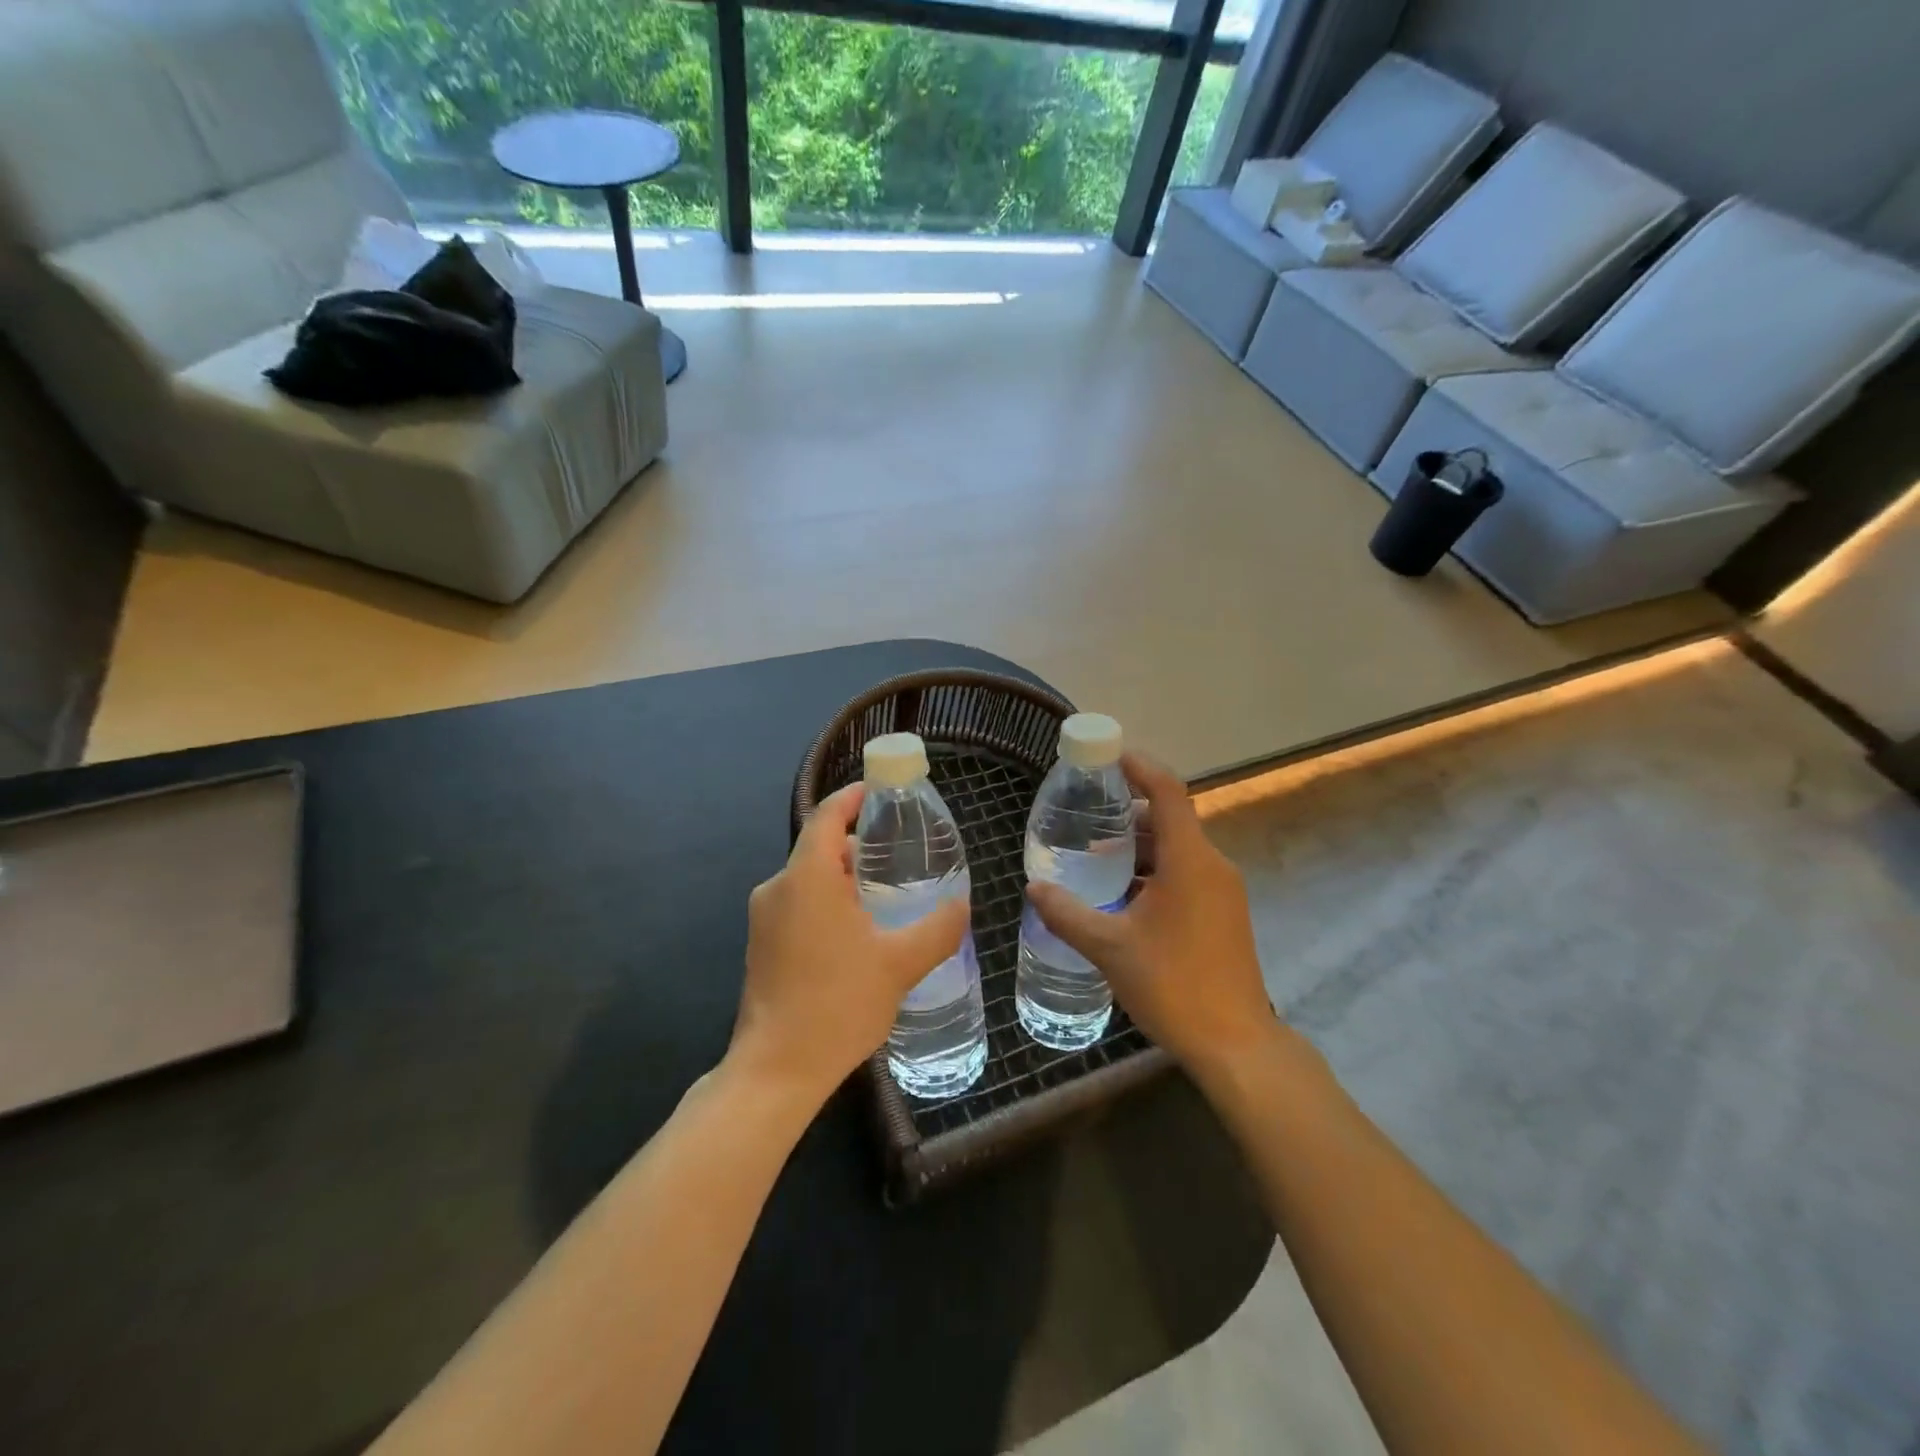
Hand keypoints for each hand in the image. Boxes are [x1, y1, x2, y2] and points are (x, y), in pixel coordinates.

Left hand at [729, 783, 968, 1105]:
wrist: (777, 1070)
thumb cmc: (838, 1005)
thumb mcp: (900, 964)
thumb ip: (938, 928)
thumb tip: (963, 904)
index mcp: (807, 877)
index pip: (827, 815)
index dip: (853, 797)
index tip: (881, 792)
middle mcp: (778, 887)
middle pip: (820, 847)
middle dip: (858, 846)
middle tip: (899, 856)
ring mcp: (764, 917)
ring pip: (808, 878)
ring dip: (844, 878)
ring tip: (885, 896)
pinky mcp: (761, 944)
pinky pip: (797, 904)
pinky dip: (827, 902)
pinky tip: (857, 932)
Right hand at [1026, 753, 1281, 1082]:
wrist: (1235, 1044)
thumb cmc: (1173, 985)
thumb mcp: (1110, 947)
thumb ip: (1068, 913)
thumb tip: (1034, 888)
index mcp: (1190, 861)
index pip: (1168, 792)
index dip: (1140, 767)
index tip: (1110, 756)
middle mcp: (1212, 865)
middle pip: (1170, 819)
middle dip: (1129, 814)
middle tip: (1087, 817)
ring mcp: (1223, 890)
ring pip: (1178, 849)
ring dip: (1140, 847)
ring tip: (1096, 859)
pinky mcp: (1224, 913)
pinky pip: (1187, 874)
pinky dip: (1155, 871)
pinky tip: (1123, 896)